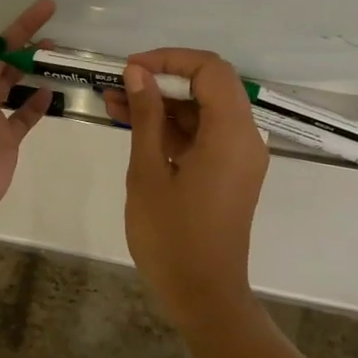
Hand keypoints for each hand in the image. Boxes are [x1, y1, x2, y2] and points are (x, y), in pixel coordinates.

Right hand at [103, 49, 268, 333]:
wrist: (203, 297)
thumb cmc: (172, 237)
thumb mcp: (149, 171)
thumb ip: (147, 116)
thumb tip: (138, 73)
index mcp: (232, 133)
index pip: (210, 70)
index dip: (170, 59)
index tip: (131, 68)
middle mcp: (244, 138)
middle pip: (208, 87)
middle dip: (161, 80)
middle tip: (116, 85)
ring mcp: (238, 157)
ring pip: (202, 111)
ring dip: (162, 104)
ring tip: (113, 103)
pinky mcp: (228, 173)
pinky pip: (202, 135)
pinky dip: (171, 128)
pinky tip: (132, 125)